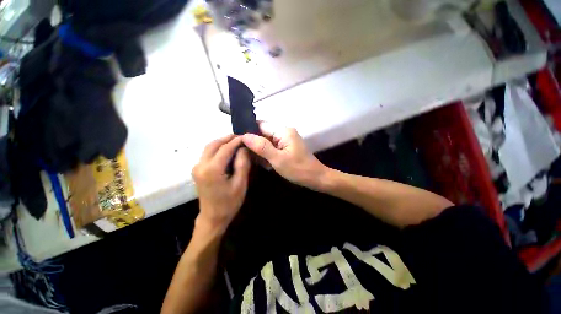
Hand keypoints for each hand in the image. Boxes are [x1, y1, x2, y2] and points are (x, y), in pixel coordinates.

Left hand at [192, 135, 250, 234]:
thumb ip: (242, 163)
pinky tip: (227, 149)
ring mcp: (197, 167)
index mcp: (212, 170)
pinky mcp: (197, 169)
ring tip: (235, 141)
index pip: (225, 148)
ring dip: (222, 142)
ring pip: (209, 147)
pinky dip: (217, 148)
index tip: (246, 137)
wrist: (213, 217)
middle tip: (241, 137)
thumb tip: (243, 148)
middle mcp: (201, 165)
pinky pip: (207, 153)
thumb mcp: (240, 184)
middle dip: (227, 138)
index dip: (236, 141)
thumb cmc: (229, 202)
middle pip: (214, 144)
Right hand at [241, 122, 327, 189]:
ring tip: (256, 161)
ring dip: (261, 151)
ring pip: (267, 141)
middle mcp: (284, 132)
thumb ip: (261, 147)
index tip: (238, 142)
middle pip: (264, 133)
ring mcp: (286, 139)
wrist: (315, 178)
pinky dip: (268, 154)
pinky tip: (265, 163)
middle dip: (255, 143)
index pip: (260, 125)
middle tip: (246, 155)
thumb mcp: (277, 159)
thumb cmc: (298, 169)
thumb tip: (244, 136)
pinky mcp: (287, 147)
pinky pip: (273, 147)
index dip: (249, 132)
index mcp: (283, 131)